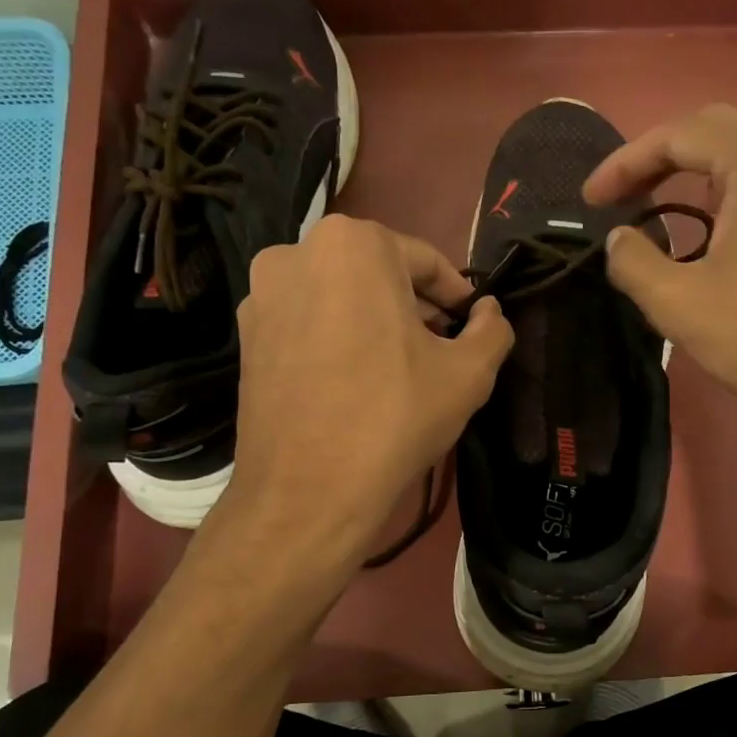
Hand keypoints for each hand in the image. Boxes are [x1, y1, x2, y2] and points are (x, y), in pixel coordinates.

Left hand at [222, 214, 512, 559]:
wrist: (308, 492)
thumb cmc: (395, 418)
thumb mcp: (468, 373)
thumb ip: (492, 330)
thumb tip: (489, 312)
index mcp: (353, 244)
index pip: (424, 260)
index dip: (456, 296)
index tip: (471, 326)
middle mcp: (295, 253)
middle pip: (377, 274)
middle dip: (414, 307)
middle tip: (440, 349)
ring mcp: (261, 297)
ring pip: (339, 298)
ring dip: (374, 323)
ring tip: (399, 369)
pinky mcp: (245, 338)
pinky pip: (307, 325)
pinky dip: (337, 340)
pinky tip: (356, 383)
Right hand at [585, 103, 736, 458]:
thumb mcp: (678, 302)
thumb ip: (633, 261)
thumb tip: (618, 239)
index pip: (679, 135)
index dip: (625, 163)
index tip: (591, 200)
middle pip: (722, 129)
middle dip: (665, 157)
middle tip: (627, 197)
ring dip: (713, 164)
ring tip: (683, 199)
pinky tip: (736, 229)